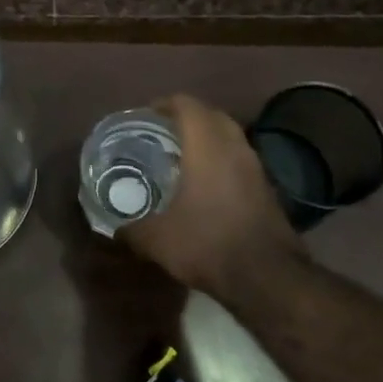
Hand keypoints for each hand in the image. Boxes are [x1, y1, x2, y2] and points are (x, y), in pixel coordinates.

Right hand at [121, 94, 302, 294]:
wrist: (267, 277)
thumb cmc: (207, 244)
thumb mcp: (156, 239)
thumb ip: (131, 229)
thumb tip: (115, 230)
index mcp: (207, 148)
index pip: (188, 105)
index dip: (165, 104)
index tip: (146, 115)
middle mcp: (235, 149)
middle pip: (213, 115)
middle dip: (188, 117)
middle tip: (162, 133)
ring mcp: (256, 169)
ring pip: (231, 138)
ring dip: (208, 139)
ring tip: (181, 157)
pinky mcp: (267, 190)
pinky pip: (240, 161)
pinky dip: (222, 161)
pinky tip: (204, 185)